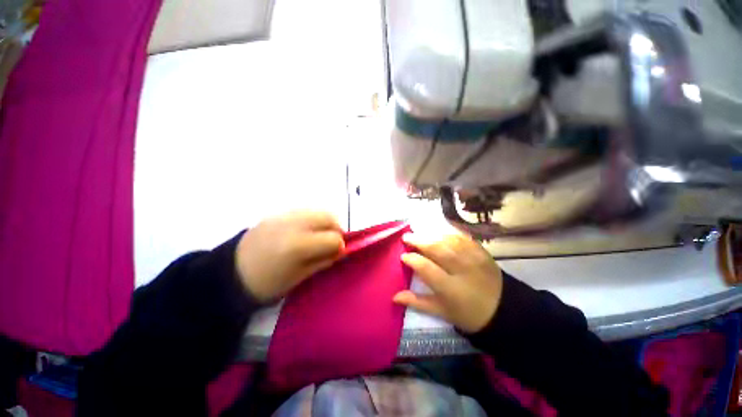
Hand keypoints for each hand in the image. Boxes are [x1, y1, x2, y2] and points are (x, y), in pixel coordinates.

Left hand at [235, 211, 344, 301]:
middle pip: (329, 217)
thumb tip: (342, 250)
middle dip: (337, 229)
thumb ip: (324, 260)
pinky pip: (307, 211)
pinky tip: (306, 231)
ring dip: (326, 223)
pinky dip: (314, 219)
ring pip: (319, 211)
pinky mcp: (280, 213)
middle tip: (331, 243)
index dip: (340, 247)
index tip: (336, 254)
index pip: (333, 238)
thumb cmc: (266, 283)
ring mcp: (286, 215)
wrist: (232, 272)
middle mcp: (294, 224)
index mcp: (298, 245)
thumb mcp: (299, 277)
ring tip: (320, 236)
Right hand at [393, 233, 502, 332]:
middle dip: (419, 241)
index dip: (412, 259)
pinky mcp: (482, 252)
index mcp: (451, 289)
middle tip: (407, 237)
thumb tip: (394, 296)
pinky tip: (439, 233)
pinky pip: (462, 238)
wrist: (503, 311)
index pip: (426, 268)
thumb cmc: (468, 314)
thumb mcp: (442, 312)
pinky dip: (448, 234)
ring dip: (431, 235)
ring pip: (448, 240)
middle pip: (437, 249)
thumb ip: (417, 302)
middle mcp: (462, 270)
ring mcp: (474, 258)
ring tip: (419, 234)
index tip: (403, 256)